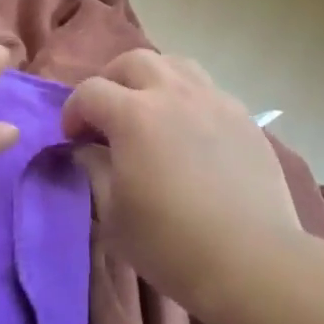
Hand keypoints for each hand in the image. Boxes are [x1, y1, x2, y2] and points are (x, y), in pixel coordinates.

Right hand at [62, 50, 302, 317]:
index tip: (72, 138)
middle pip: (133, 61)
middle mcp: (172, 94)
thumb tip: (88, 149)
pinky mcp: (243, 117)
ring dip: (152, 78)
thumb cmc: (170, 243)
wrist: (251, 262)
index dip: (73, 111)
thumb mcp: (112, 214)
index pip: (90, 91)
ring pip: (175, 64)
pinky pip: (208, 90)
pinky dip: (188, 98)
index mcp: (133, 114)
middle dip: (111, 81)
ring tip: (149, 109)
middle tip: (107, 115)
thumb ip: (94, 170)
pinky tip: (190, 130)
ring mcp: (213, 100)